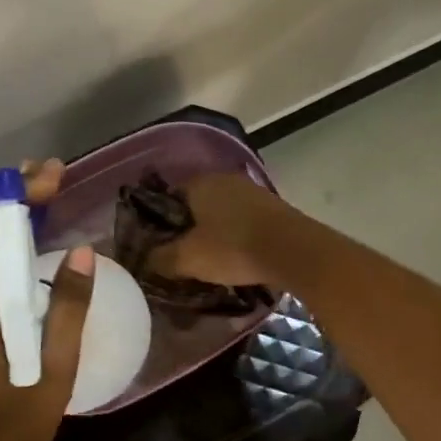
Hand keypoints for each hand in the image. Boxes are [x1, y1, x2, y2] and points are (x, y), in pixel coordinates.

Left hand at [0, 203, 94, 440]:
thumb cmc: (18, 414)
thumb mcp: (54, 361)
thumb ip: (67, 305)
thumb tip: (83, 251)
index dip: (14, 197)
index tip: (50, 176)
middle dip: (14, 202)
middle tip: (54, 180)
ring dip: (11, 226)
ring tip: (49, 205)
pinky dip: (8, 253)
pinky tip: (35, 256)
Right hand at [149, 172, 290, 289]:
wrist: (294, 251)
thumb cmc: (233, 249)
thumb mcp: (188, 259)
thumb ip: (161, 258)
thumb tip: (145, 260)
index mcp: (200, 183)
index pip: (168, 197)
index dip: (160, 223)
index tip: (158, 246)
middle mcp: (225, 179)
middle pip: (197, 204)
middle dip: (189, 228)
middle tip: (182, 256)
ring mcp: (252, 191)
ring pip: (222, 213)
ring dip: (215, 232)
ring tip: (209, 260)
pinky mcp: (273, 208)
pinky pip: (244, 221)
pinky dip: (236, 236)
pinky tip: (236, 257)